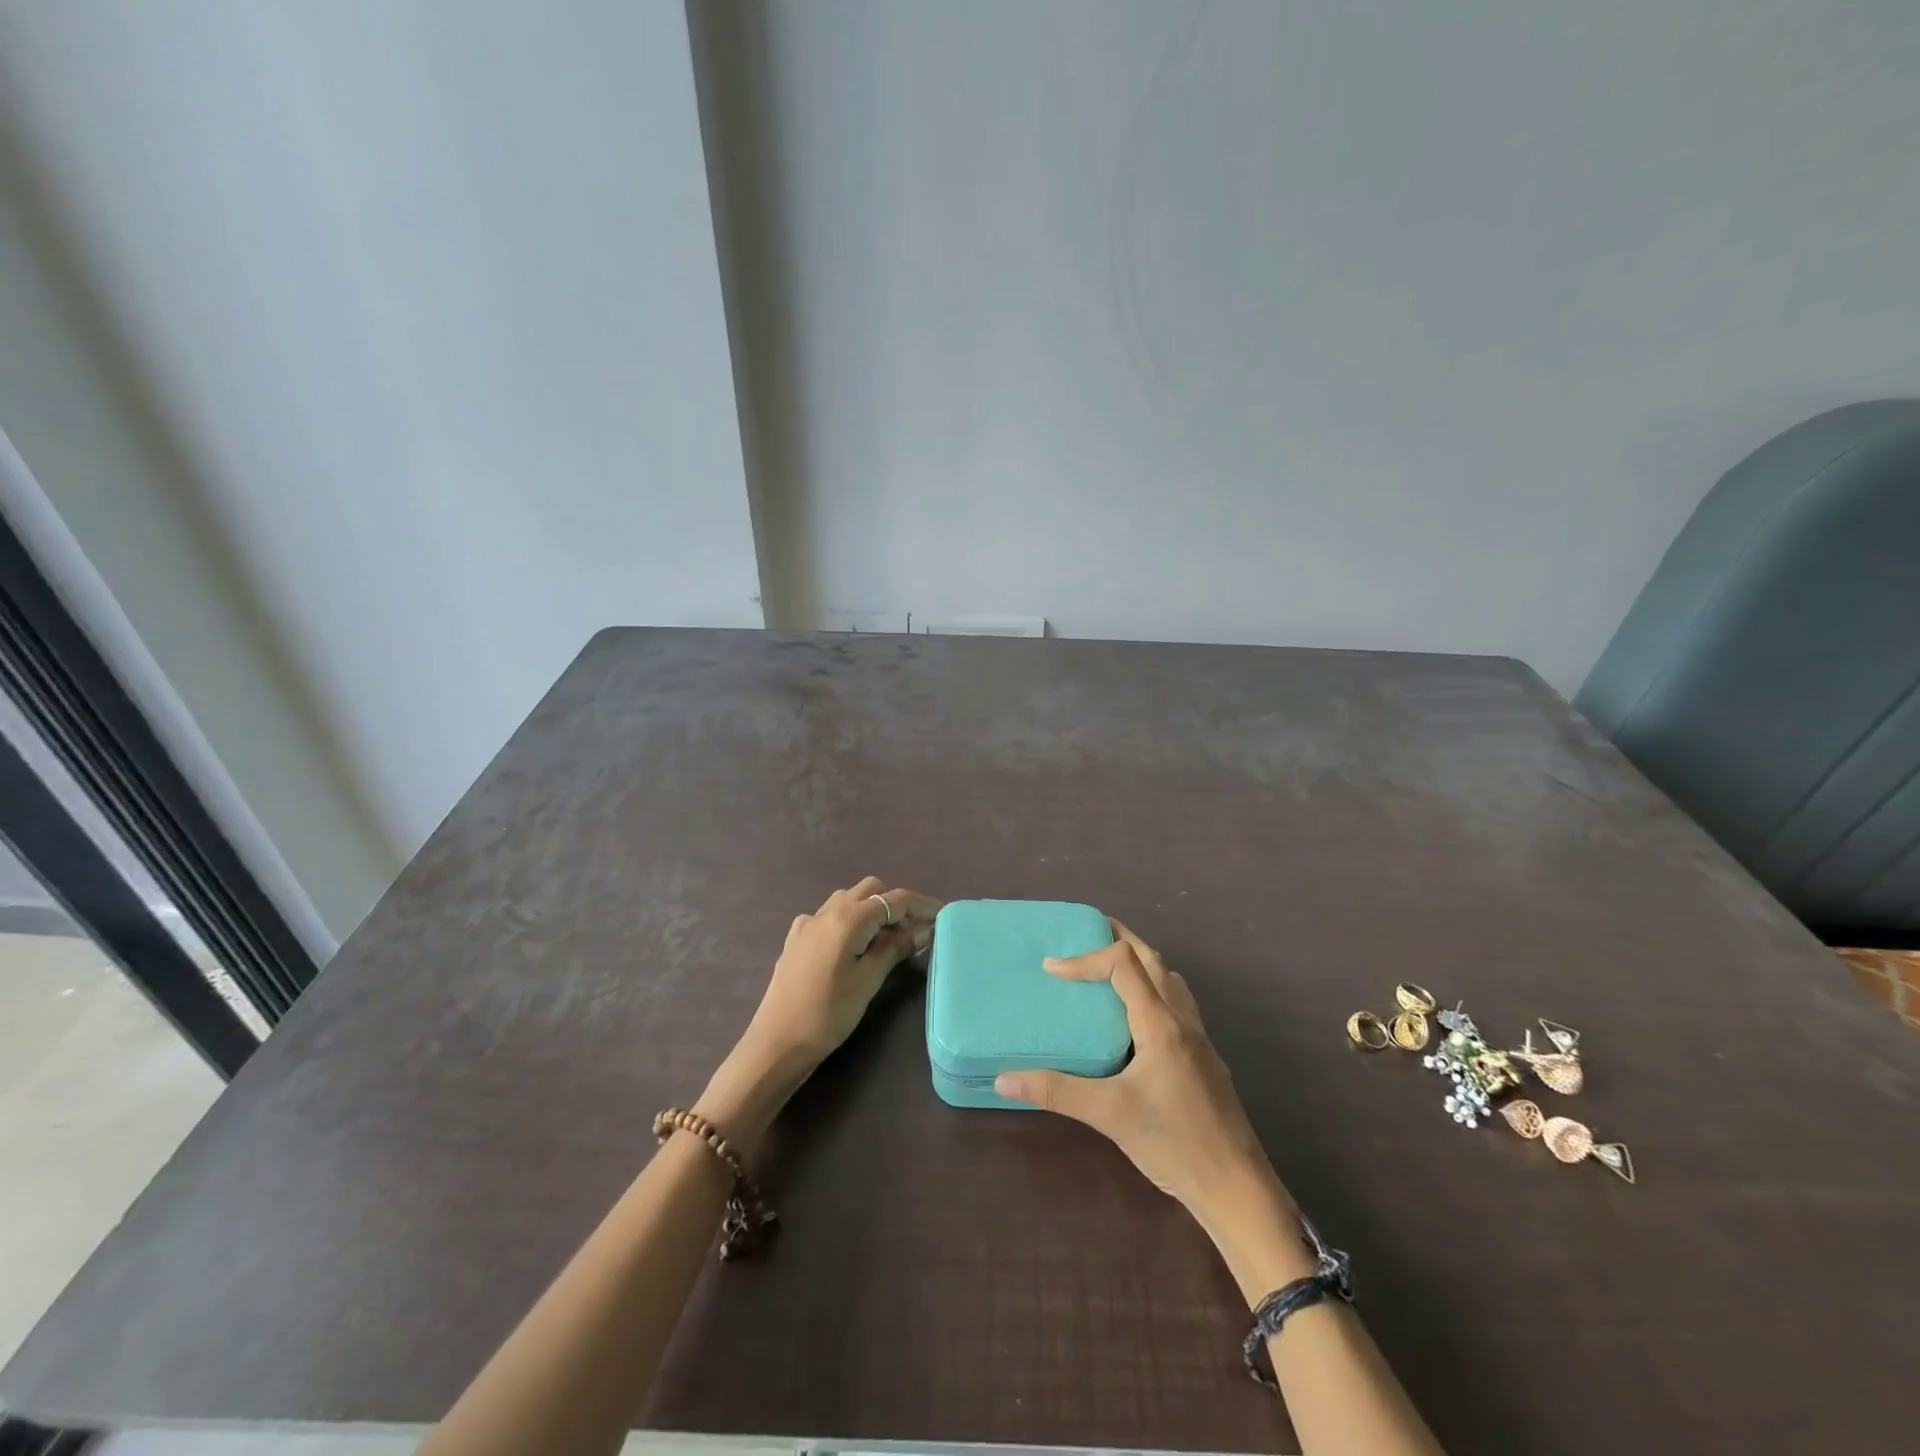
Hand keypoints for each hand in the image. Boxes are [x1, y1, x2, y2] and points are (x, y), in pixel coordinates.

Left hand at [699, 877, 937, 1152]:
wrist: (776, 1043)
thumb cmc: (828, 1013)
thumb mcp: (868, 981)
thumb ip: (894, 949)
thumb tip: (920, 930)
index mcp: (848, 918)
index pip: (895, 899)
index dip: (922, 906)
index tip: (944, 916)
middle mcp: (827, 911)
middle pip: (871, 890)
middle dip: (896, 904)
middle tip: (916, 931)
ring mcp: (808, 923)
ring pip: (848, 900)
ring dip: (872, 910)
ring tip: (888, 940)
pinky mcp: (797, 939)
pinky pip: (829, 916)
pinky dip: (849, 921)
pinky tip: (853, 947)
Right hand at [995, 922, 1303, 1280]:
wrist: (1237, 1187)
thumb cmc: (1173, 1143)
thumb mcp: (1108, 1115)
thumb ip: (1056, 1092)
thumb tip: (1003, 1079)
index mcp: (1159, 1022)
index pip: (1123, 963)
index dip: (1085, 958)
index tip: (1051, 969)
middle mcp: (1182, 1019)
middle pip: (1153, 959)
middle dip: (1120, 938)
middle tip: (1086, 933)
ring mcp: (1199, 1038)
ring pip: (1170, 980)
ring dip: (1141, 963)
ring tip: (1108, 971)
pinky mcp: (1204, 1058)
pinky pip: (1177, 1003)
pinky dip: (1153, 990)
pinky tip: (1136, 1021)